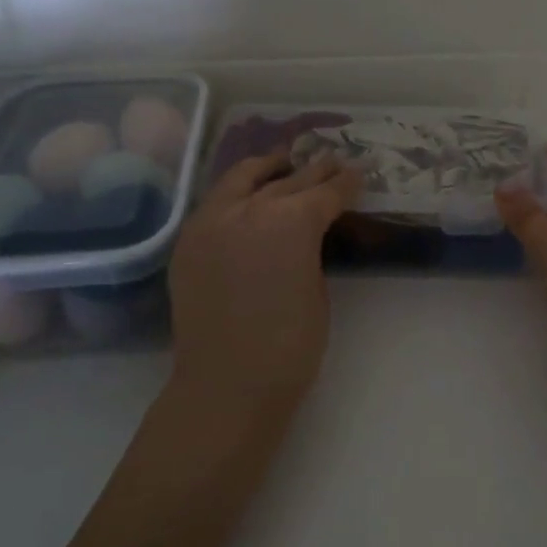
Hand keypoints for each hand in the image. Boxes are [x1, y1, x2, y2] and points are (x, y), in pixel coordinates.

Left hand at [170, 152, 362, 403]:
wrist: (227, 384)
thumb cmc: (290, 346)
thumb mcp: (318, 289)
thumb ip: (310, 249)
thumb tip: (304, 235)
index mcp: (292, 221)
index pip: (326, 192)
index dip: (346, 183)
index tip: (358, 174)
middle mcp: (249, 208)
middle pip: (288, 180)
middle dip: (314, 171)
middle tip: (331, 162)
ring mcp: (211, 221)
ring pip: (242, 178)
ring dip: (268, 168)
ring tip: (283, 162)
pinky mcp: (188, 240)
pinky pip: (216, 202)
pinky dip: (236, 192)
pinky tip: (247, 194)